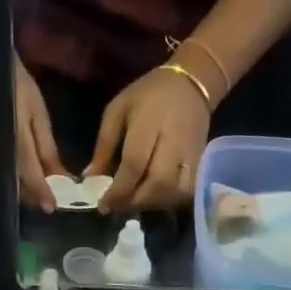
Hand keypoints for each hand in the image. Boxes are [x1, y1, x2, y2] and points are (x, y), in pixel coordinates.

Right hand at [14, 53, 67, 213]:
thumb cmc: (18, 87)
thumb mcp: (37, 115)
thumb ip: (48, 148)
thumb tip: (62, 178)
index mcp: (15, 138)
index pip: (30, 172)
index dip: (41, 191)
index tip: (51, 208)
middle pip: (16, 184)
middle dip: (32, 196)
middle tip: (48, 203)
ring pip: (6, 182)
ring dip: (22, 191)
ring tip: (38, 193)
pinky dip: (12, 181)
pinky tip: (22, 182)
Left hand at [88, 67, 211, 212]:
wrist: (192, 84)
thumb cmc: (148, 95)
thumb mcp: (117, 110)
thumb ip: (104, 145)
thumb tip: (89, 178)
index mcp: (150, 124)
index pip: (134, 165)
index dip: (118, 190)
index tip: (102, 206)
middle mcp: (174, 143)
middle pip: (157, 185)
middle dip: (134, 202)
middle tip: (117, 205)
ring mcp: (191, 155)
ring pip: (173, 193)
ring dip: (150, 205)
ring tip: (132, 202)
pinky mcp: (201, 164)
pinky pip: (185, 193)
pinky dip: (167, 202)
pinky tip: (152, 198)